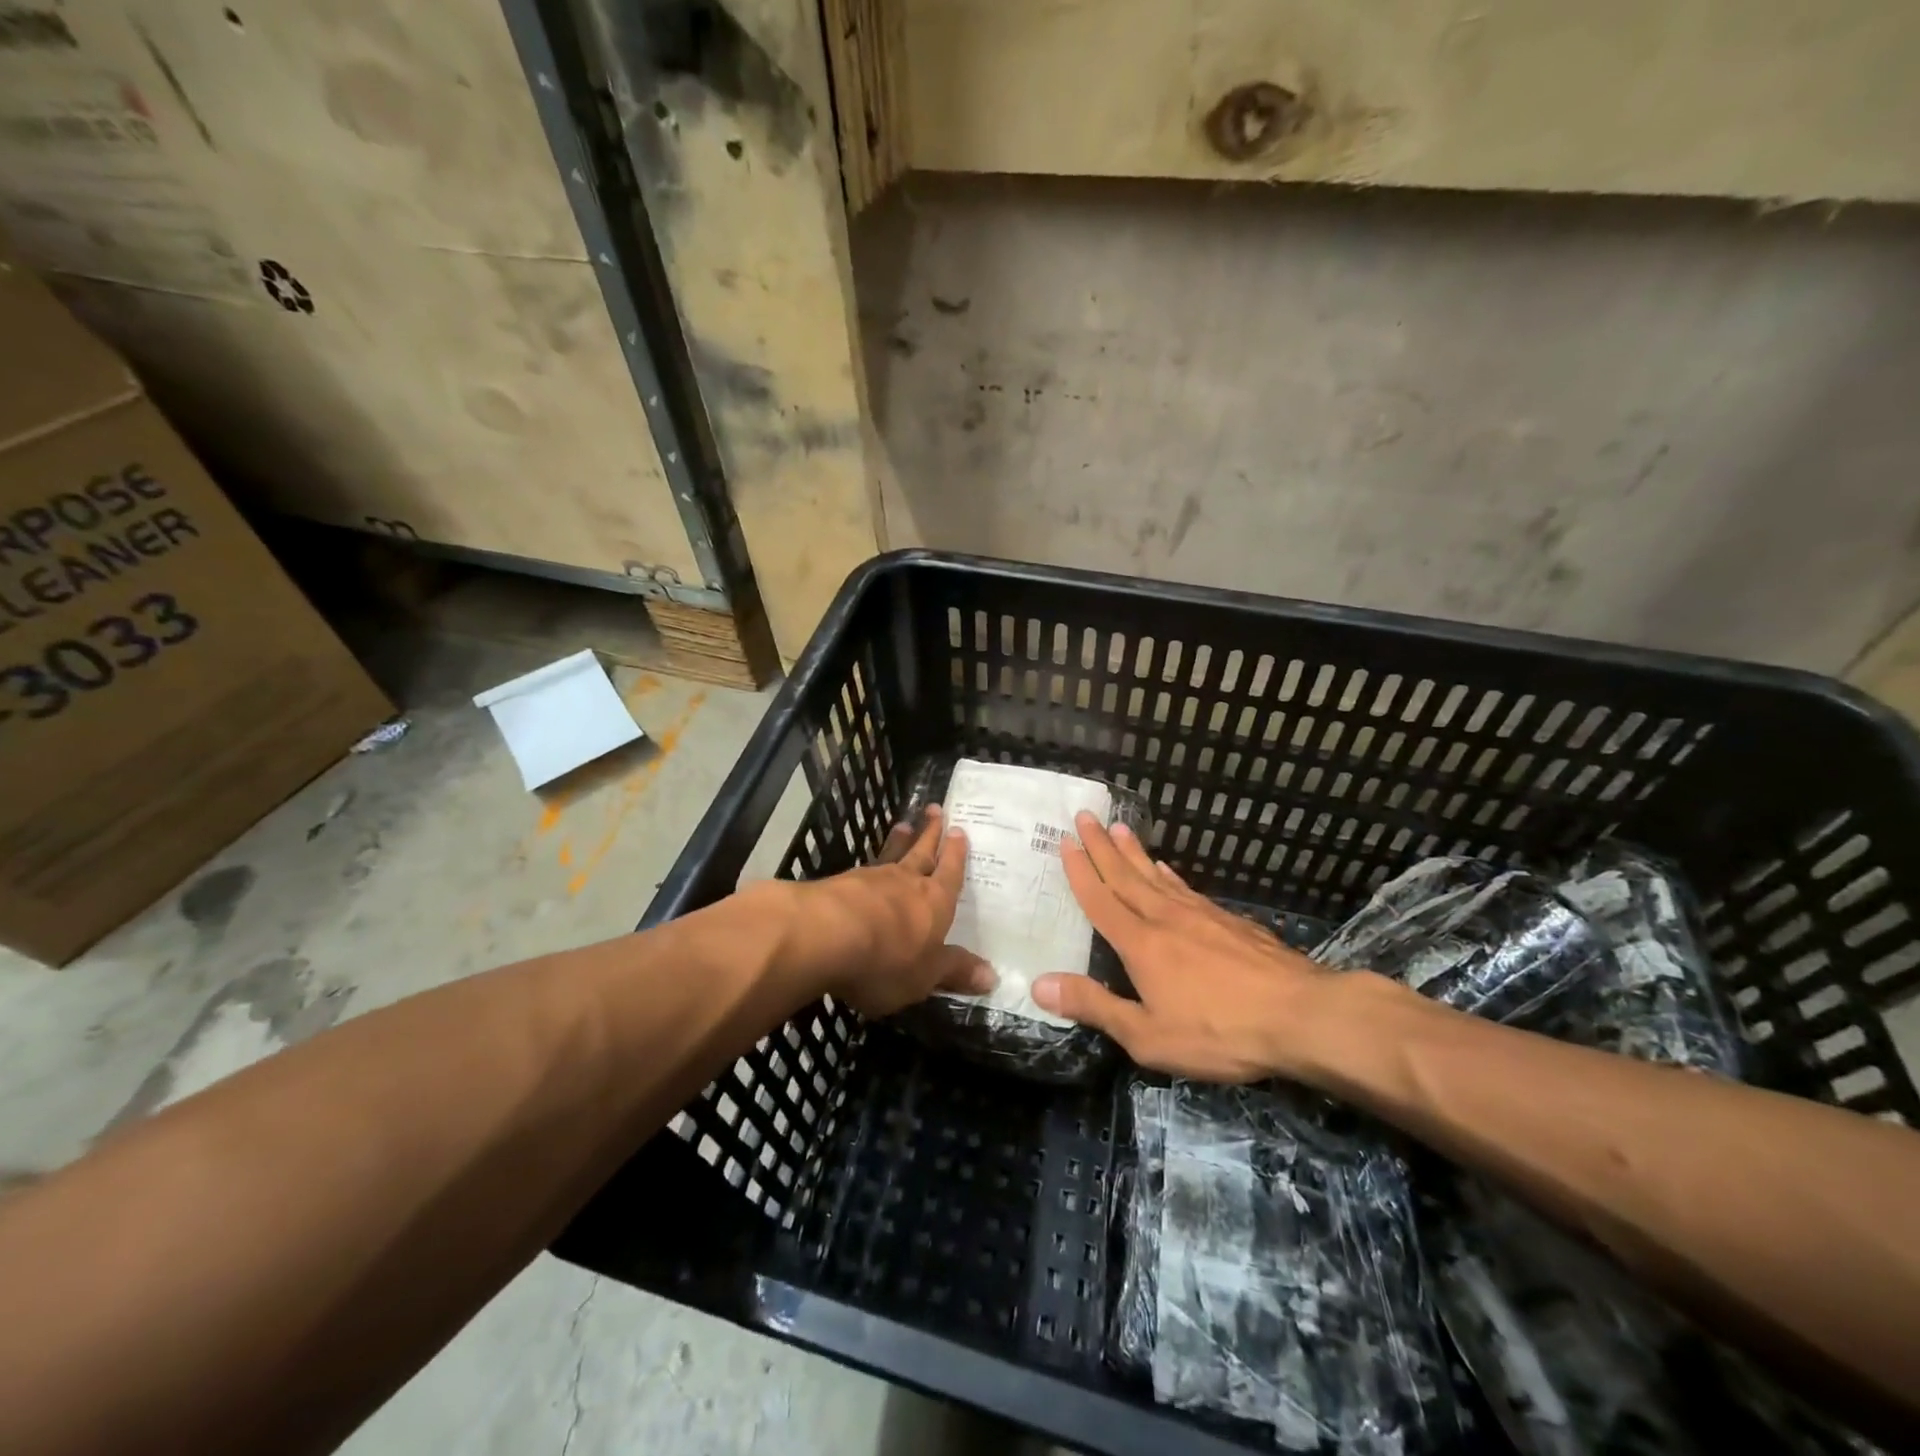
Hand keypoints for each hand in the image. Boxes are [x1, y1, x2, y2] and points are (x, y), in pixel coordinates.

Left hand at [780, 807, 994, 1017]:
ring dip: (899, 841)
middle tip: (935, 808)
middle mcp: (907, 882)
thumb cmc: (888, 958)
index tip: (958, 830)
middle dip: (930, 833)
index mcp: (935, 902)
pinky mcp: (841, 884)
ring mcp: (871, 879)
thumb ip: (955, 971)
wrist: (827, 936)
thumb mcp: (926, 975)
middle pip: (922, 852)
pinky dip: (870, 865)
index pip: (950, 873)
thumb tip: (993, 977)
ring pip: (891, 855)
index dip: (955, 854)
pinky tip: (864, 868)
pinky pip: (863, 869)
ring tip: (903, 825)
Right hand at [1032, 813, 1335, 1080]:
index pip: (1101, 900)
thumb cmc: (1219, 1031)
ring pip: (1156, 875)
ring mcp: (1200, 915)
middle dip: (1101, 846)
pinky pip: (1186, 888)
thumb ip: (1095, 1007)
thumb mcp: (1148, 1035)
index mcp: (1140, 945)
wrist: (1301, 1014)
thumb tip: (1040, 984)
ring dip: (1133, 851)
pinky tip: (1166, 868)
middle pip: (1126, 876)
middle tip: (1086, 815)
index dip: (1081, 871)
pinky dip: (1170, 874)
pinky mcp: (1229, 921)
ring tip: (1118, 828)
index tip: (1066, 841)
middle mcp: (1165, 918)